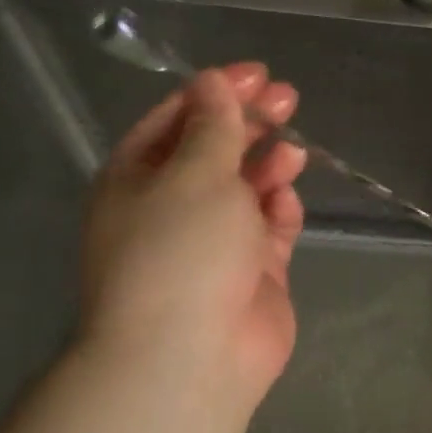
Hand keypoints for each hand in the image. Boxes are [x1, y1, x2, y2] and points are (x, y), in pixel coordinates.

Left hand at [76, 64, 307, 426]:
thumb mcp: (195, 173)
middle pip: (214, 150)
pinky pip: (268, 229)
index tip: (259, 74)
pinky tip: (286, 204)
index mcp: (138, 177)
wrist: (189, 358)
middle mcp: (171, 206)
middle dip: (249, 123)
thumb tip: (213, 85)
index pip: (177, 118)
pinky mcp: (250, 274)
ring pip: (245, 189)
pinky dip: (278, 212)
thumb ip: (213, 127)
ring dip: (267, 165)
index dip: (216, 90)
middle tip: (288, 100)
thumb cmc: (181, 250)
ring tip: (293, 151)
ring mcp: (212, 243)